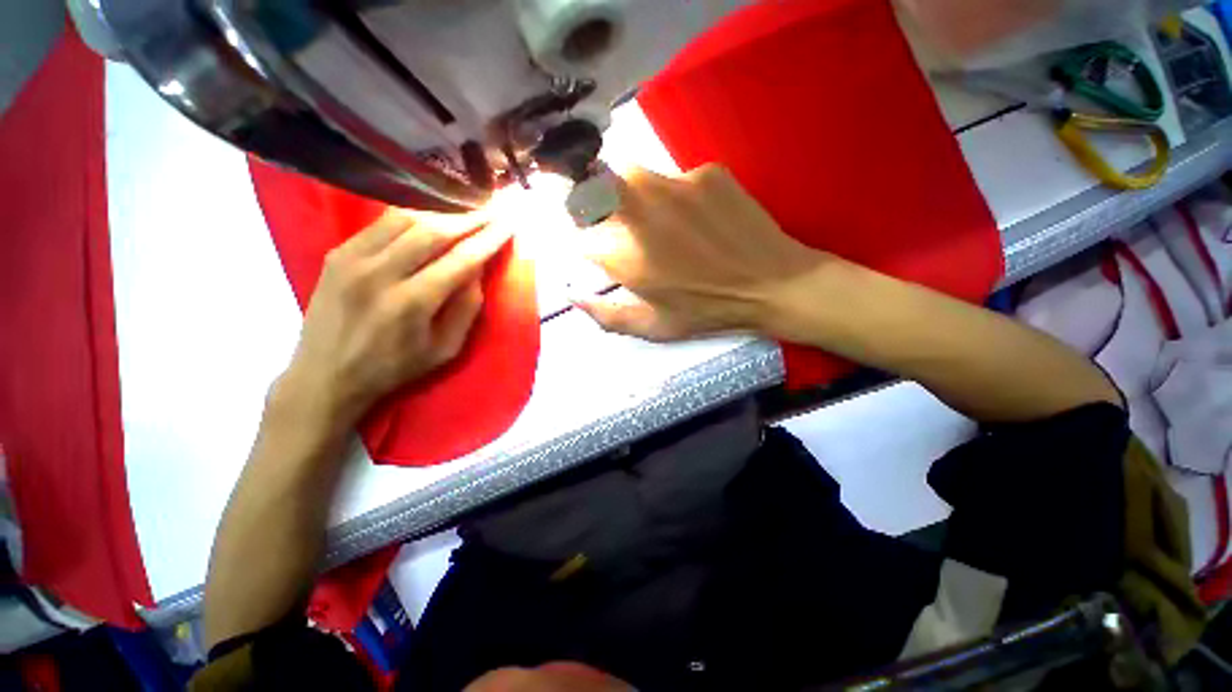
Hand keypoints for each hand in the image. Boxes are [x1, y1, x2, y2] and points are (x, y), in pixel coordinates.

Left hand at [278, 208, 512, 431]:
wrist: (325, 375)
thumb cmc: (394, 368)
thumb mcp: (445, 350)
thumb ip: (466, 308)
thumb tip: (478, 270)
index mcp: (411, 304)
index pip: (461, 260)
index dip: (489, 239)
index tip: (509, 223)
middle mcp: (380, 274)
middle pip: (433, 231)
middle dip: (469, 218)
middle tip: (492, 209)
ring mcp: (352, 258)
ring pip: (405, 218)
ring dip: (441, 212)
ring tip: (465, 210)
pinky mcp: (337, 252)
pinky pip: (381, 222)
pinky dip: (411, 216)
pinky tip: (429, 217)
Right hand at [575, 164, 836, 341]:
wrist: (773, 284)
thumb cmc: (708, 312)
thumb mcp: (653, 327)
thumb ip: (605, 314)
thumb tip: (571, 295)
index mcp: (624, 253)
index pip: (576, 231)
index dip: (583, 239)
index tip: (595, 247)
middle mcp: (639, 210)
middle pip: (592, 187)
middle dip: (593, 203)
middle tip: (615, 225)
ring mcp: (674, 184)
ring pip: (630, 176)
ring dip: (631, 196)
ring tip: (660, 223)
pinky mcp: (705, 172)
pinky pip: (675, 178)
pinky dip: (676, 196)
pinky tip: (698, 218)